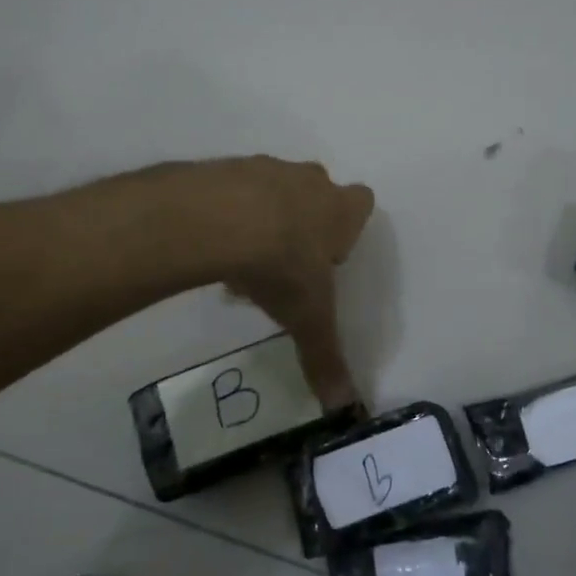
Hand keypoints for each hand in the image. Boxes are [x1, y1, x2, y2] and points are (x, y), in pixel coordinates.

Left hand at [197, 156, 375, 409]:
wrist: (219, 220)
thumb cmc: (281, 265)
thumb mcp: (307, 318)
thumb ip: (326, 358)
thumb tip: (345, 408)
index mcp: (339, 210)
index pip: (362, 202)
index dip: (348, 228)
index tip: (329, 256)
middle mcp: (308, 181)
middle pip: (317, 191)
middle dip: (305, 222)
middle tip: (285, 261)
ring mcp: (266, 168)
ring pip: (273, 189)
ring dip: (264, 217)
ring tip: (241, 261)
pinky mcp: (226, 167)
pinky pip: (233, 189)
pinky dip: (227, 212)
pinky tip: (213, 243)